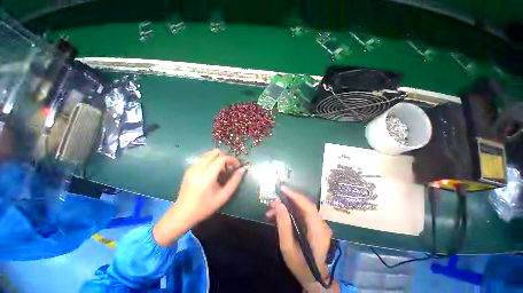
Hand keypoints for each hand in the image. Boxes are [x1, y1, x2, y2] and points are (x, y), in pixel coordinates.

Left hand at [154, 149, 245, 245]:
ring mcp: (192, 167)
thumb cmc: (205, 207)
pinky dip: (211, 161)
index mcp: (207, 175)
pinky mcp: (189, 169)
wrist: (182, 213)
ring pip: (208, 154)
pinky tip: (212, 173)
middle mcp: (198, 168)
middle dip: (225, 156)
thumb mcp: (223, 196)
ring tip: (221, 170)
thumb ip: (234, 181)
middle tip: (229, 167)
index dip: (232, 159)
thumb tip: (243, 169)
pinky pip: (203, 159)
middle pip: (215, 152)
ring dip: (218, 158)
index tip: (237, 165)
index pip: (222, 158)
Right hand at [266, 186, 336, 291]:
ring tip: (271, 211)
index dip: (295, 195)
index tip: (282, 189)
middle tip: (272, 203)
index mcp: (318, 230)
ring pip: (301, 208)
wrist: (315, 278)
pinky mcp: (314, 225)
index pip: (307, 206)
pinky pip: (301, 213)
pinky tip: (278, 215)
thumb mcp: (288, 248)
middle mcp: (321, 224)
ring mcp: (318, 224)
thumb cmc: (301, 266)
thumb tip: (279, 205)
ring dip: (286, 206)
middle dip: (287, 200)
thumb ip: (283, 226)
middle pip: (304, 205)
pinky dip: (289, 212)